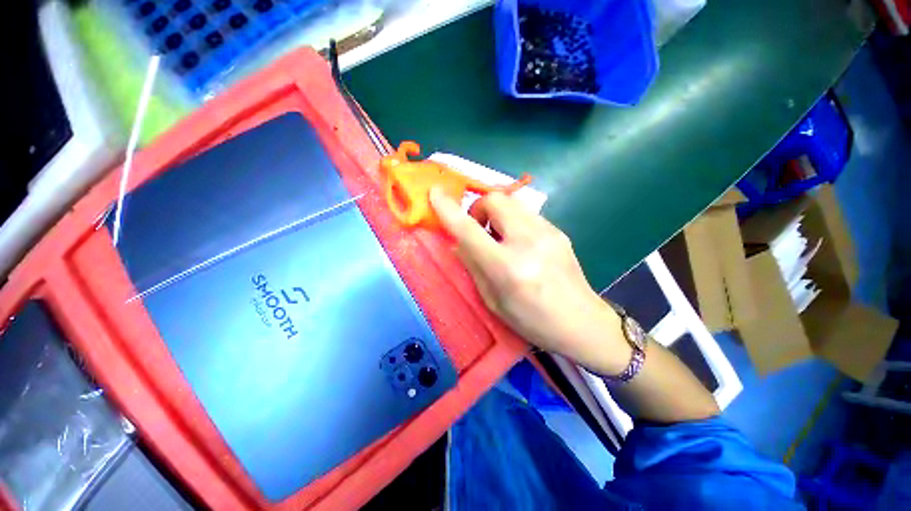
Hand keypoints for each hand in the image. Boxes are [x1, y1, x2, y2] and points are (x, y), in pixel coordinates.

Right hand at [429, 188, 629, 373]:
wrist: (583, 323)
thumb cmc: (532, 320)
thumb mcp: (493, 301)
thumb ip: (474, 266)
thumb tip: (459, 242)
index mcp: (507, 268)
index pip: (470, 231)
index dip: (449, 209)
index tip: (435, 193)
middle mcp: (528, 243)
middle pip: (496, 200)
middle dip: (479, 208)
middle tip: (479, 229)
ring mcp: (548, 233)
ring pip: (512, 202)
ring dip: (496, 214)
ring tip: (498, 237)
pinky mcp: (559, 231)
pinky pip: (526, 214)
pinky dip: (513, 221)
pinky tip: (519, 242)